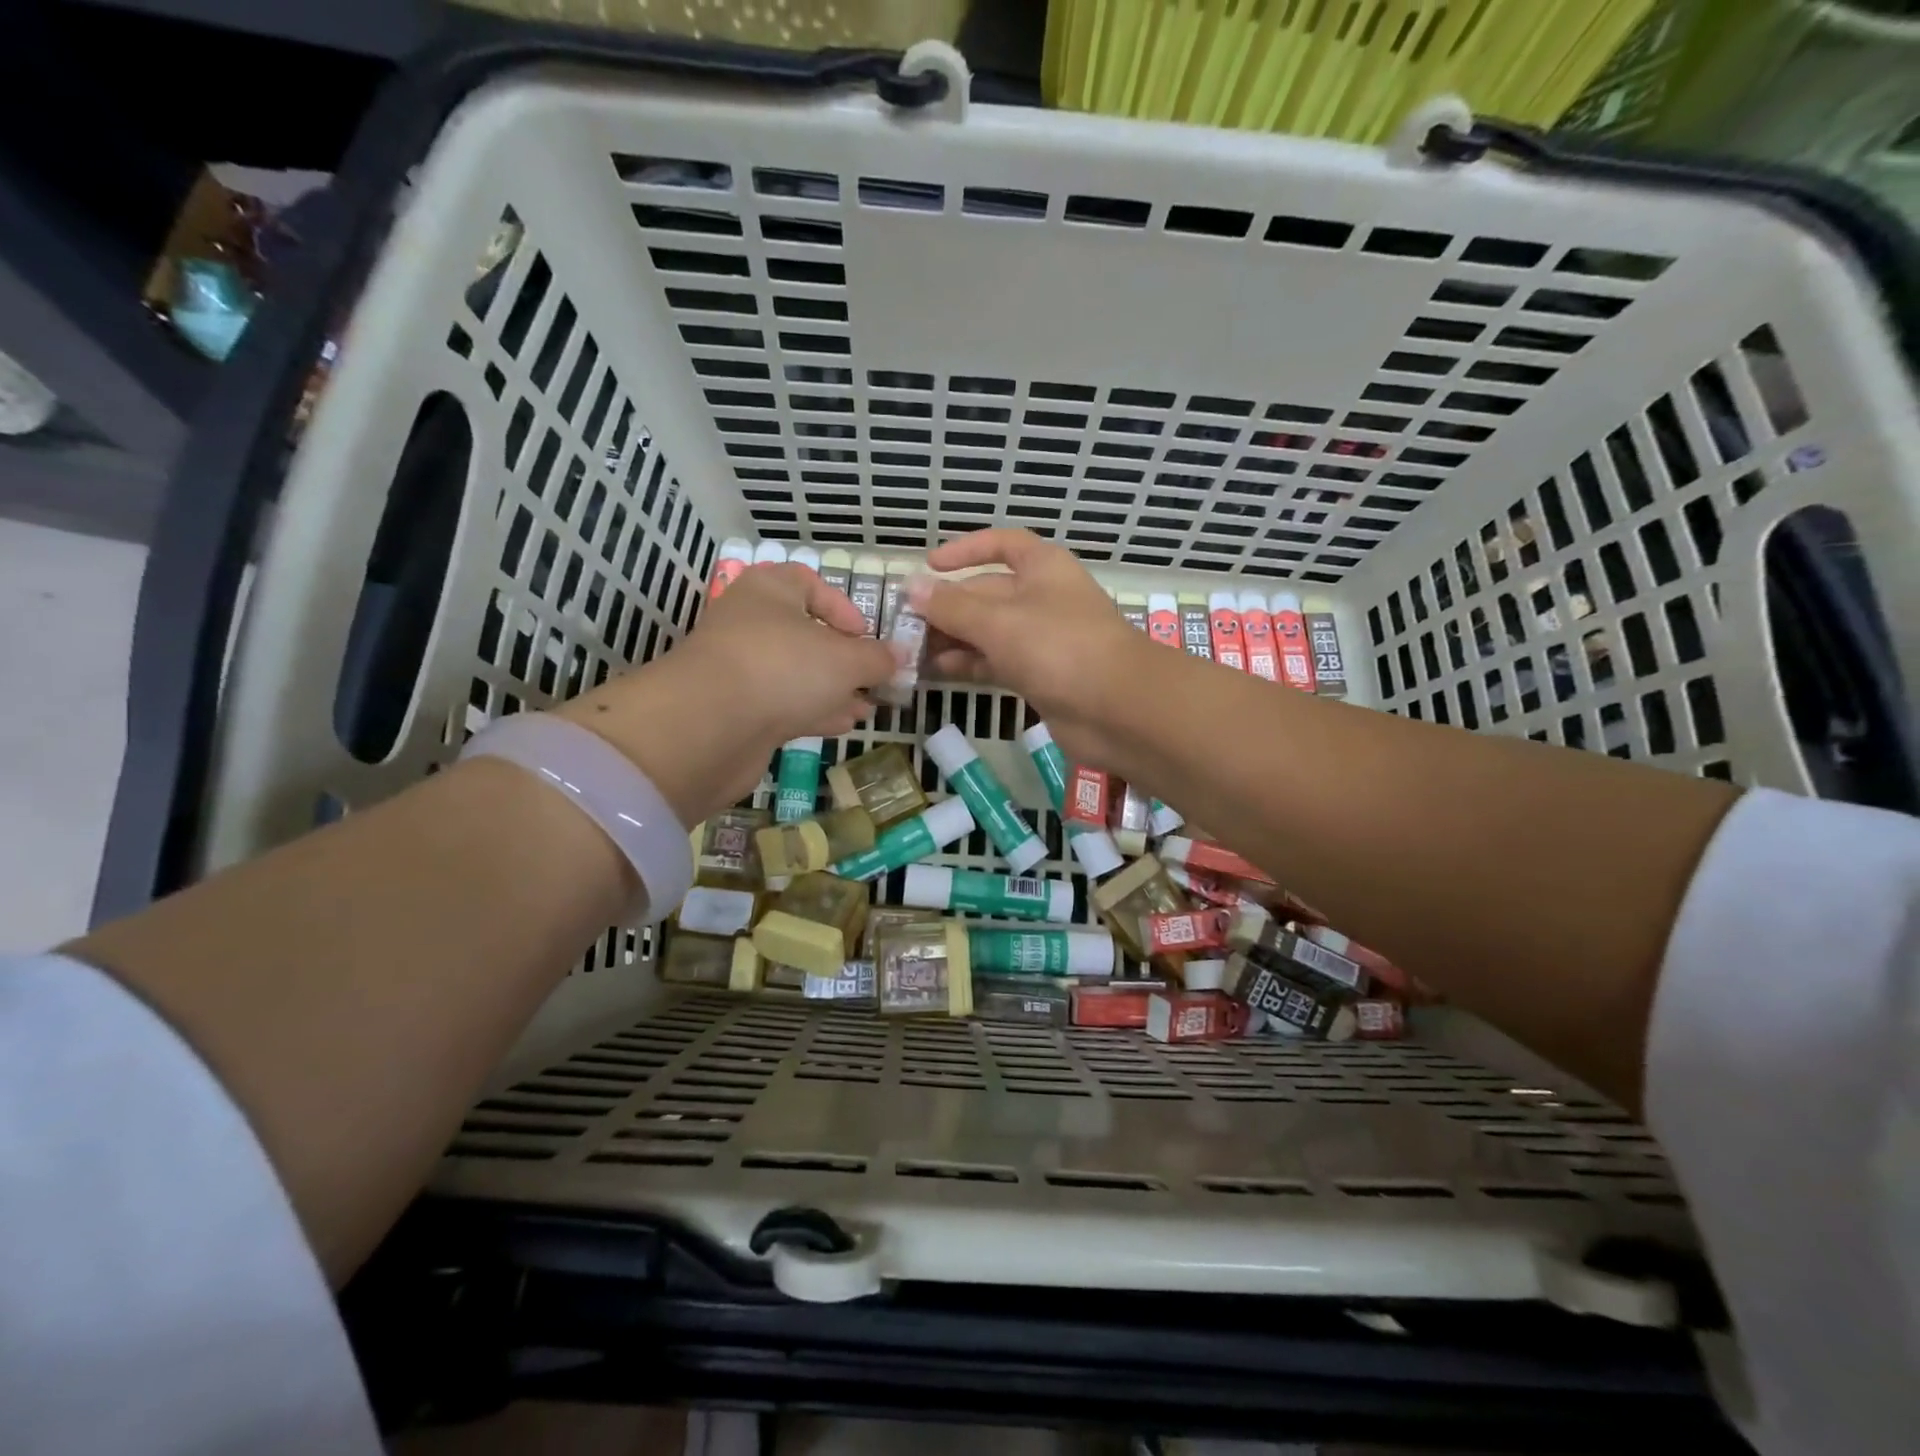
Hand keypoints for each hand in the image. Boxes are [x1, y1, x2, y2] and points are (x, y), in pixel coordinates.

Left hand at [559, 564, 894, 824]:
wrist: (710, 725)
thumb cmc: (784, 668)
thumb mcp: (846, 659)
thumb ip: (877, 657)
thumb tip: (900, 656)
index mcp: (769, 591)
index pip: (807, 582)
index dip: (841, 606)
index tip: (866, 634)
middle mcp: (750, 623)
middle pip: (804, 633)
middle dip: (843, 658)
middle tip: (873, 678)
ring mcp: (739, 668)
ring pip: (795, 673)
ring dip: (832, 689)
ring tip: (867, 706)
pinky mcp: (735, 710)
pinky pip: (782, 703)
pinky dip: (813, 711)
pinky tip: (842, 724)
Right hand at [912, 529, 1145, 764]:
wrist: (1117, 709)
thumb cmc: (1059, 647)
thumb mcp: (998, 621)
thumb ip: (952, 606)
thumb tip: (912, 587)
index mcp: (1042, 567)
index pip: (1002, 544)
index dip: (966, 550)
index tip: (930, 565)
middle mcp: (1043, 598)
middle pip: (988, 592)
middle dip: (949, 605)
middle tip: (905, 622)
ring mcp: (1044, 640)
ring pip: (990, 632)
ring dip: (954, 638)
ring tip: (912, 650)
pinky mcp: (1042, 677)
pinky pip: (997, 663)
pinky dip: (970, 664)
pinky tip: (938, 672)